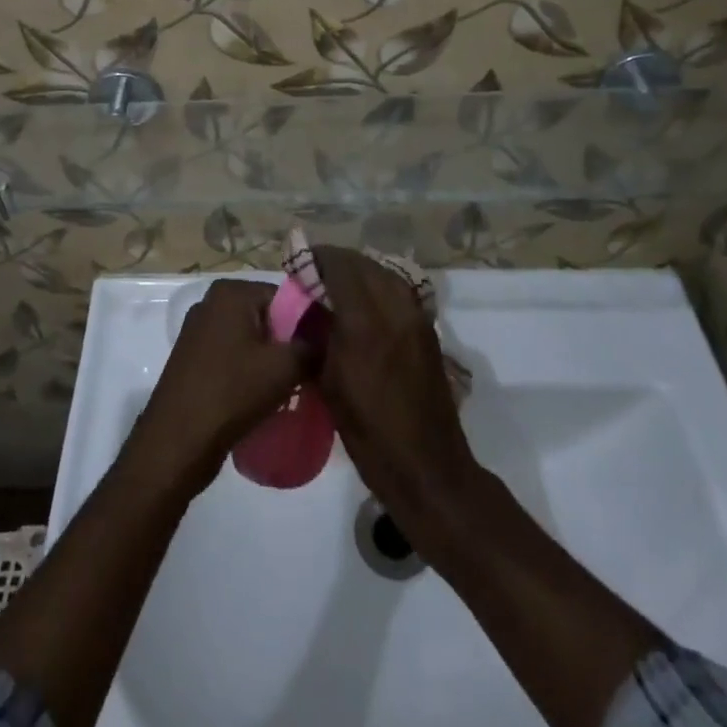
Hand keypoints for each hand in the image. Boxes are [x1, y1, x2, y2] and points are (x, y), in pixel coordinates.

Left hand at [125, 280, 307, 497]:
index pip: (285, 297)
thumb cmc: (231, 393)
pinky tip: (264, 397)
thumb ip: (312, 345)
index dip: (308, 324)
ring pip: (251, 339)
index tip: (323, 354)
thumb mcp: (284, 367)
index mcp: (230, 292)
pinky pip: (233, 356)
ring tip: (290, 389)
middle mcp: (211, 303)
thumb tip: (329, 338)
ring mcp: (198, 331)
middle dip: (289, 344)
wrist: (176, 442)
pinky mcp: (193, 359)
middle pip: (267, 317)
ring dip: (271, 361)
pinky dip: (250, 371)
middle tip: (309, 374)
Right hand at [311, 246, 476, 530]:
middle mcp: (394, 309)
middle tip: (314, 274)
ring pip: (384, 273)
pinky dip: (378, 285)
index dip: (317, 258)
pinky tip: (364, 303)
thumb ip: (319, 337)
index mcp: (365, 323)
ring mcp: (416, 317)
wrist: (428, 468)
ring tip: (337, 284)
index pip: (340, 266)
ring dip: (359, 271)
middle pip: (363, 264)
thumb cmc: (370, 434)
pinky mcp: (428, 329)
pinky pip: (399, 290)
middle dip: (337, 262)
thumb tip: (308, 308)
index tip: (299, 264)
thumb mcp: (330, 384)